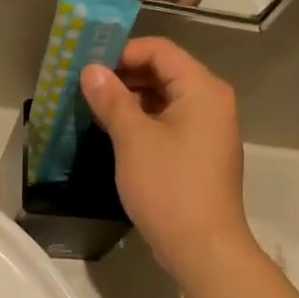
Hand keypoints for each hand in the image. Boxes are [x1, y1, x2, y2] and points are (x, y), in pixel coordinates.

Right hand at [79, 40, 253, 276]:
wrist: (203, 247)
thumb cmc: (169, 186)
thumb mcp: (133, 139)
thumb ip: (112, 99)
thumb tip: (91, 70)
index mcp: (202, 88)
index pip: (160, 50)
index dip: (122, 51)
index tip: (88, 65)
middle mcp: (212, 101)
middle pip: (165, 72)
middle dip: (125, 75)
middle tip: (85, 86)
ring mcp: (210, 129)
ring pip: (167, 99)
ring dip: (132, 99)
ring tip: (94, 107)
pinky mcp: (202, 153)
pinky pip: (172, 122)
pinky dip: (145, 121)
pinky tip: (116, 132)